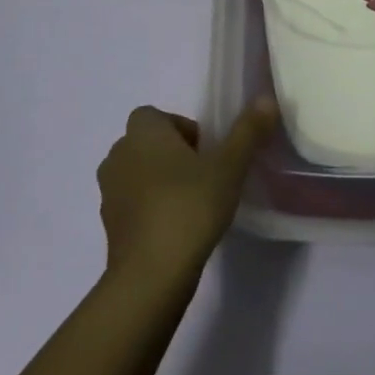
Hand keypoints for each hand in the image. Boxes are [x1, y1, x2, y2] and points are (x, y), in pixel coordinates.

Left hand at [97, 99, 278, 286]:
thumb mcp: (229, 167)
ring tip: (193, 204)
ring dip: (161, 182)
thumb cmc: (189, 207)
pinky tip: (177, 229)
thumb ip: (248, 131)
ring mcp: (109, 191)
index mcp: (142, 131)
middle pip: (149, 144)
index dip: (184, 129)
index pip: (159, 116)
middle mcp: (118, 154)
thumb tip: (265, 98)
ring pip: (139, 174)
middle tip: (206, 177)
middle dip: (175, 155)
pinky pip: (133, 204)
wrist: (150, 276)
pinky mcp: (109, 225)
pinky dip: (151, 209)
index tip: (208, 153)